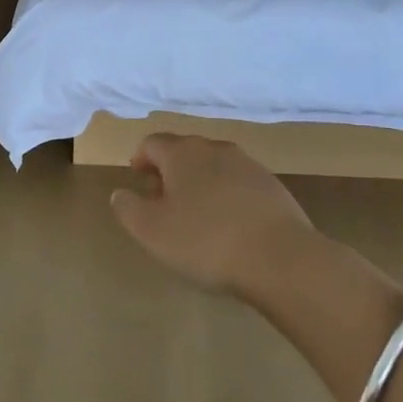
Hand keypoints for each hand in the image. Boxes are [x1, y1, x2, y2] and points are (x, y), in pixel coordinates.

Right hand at [109, 134, 317, 292]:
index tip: (137, 180)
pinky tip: (228, 226)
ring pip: (214, 166)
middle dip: (170, 170)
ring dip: (199, 183)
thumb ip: (128, 208)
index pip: (153, 143)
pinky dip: (226, 197)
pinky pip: (239, 185)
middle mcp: (216, 150)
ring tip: (195, 215)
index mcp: (183, 154)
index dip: (140, 159)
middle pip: (185, 151)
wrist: (281, 259)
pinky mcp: (274, 188)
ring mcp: (249, 166)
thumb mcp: (151, 230)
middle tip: (162, 200)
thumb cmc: (205, 241)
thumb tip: (121, 193)